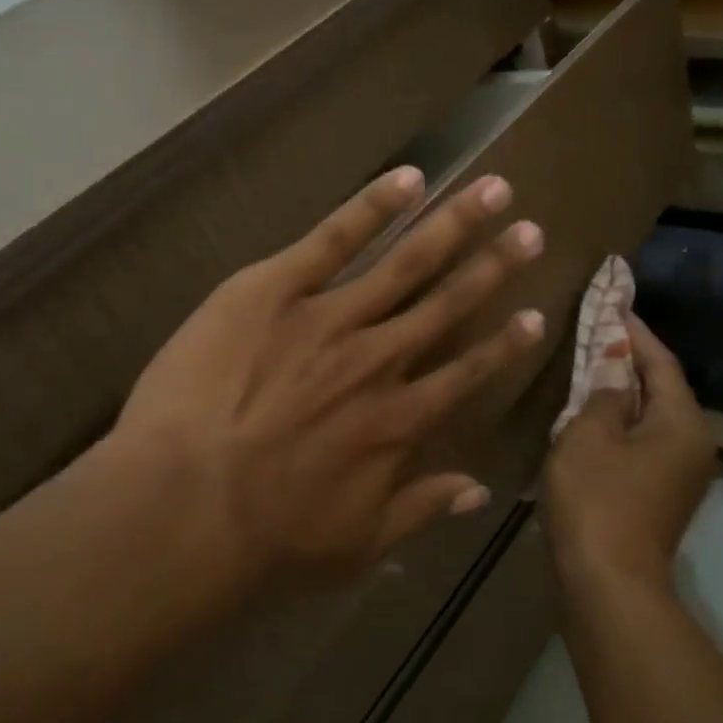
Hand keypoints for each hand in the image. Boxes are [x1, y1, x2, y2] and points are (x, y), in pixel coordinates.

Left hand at [111, 166, 546, 600]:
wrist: (186, 505)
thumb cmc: (269, 539)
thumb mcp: (358, 544)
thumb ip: (420, 509)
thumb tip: (477, 491)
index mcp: (400, 421)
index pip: (467, 372)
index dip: (504, 344)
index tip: (536, 315)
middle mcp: (379, 360)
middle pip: (448, 304)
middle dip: (494, 266)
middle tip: (531, 231)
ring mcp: (329, 318)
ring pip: (406, 263)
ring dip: (453, 225)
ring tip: (494, 190)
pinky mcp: (273, 289)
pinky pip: (332, 238)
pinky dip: (372, 206)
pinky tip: (407, 178)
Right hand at [541, 312, 716, 593]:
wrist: (608, 585)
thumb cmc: (596, 501)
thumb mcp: (589, 435)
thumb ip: (604, 392)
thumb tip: (615, 365)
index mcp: (683, 423)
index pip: (661, 362)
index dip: (634, 332)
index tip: (613, 302)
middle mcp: (695, 445)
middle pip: (662, 390)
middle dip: (630, 362)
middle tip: (596, 335)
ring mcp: (682, 476)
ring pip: (652, 420)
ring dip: (623, 396)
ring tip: (589, 373)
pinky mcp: (663, 498)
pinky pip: (644, 445)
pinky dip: (621, 427)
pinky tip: (592, 422)